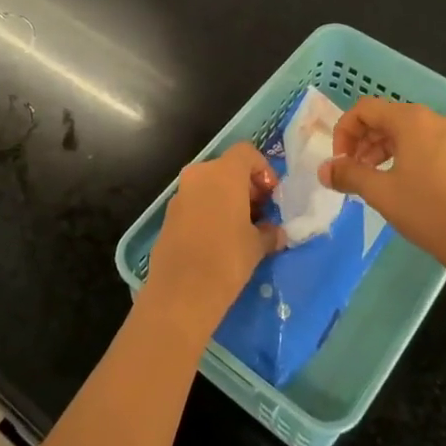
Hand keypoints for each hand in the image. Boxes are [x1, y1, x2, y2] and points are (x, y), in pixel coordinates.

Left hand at [145, 143, 282, 337]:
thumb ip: (270, 232)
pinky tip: (219, 240)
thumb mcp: (257, 245)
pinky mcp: (168, 216)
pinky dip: (209, 211)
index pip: (246, 152)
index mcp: (223, 173)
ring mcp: (180, 195)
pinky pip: (195, 203)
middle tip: (260, 213)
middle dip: (246, 186)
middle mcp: (198, 175)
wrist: (181, 292)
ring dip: (227, 200)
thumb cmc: (227, 259)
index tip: (271, 195)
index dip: (263, 169)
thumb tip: (276, 233)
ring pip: (209, 186)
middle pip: (227, 168)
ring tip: (242, 229)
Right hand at [321, 99, 445, 280]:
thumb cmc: (426, 210)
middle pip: (386, 118)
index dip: (344, 131)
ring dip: (381, 149)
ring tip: (372, 179)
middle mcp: (434, 119)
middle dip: (362, 141)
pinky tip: (399, 182)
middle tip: (352, 171)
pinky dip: (404, 155)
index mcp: (412, 120)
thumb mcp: (380, 192)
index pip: (365, 109)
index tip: (340, 161)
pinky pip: (424, 143)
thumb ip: (348, 174)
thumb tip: (324, 170)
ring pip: (406, 132)